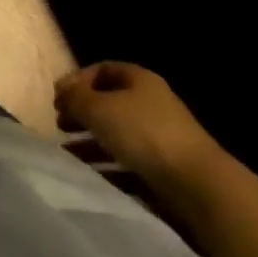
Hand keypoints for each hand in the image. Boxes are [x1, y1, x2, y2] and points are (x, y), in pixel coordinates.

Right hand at [55, 62, 224, 187]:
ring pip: (117, 135)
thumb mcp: (98, 108)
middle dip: (82, 113)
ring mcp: (161, 139)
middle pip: (108, 103)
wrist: (199, 186)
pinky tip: (90, 175)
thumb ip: (74, 98)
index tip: (58, 97)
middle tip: (60, 125)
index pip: (102, 70)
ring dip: (90, 143)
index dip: (77, 81)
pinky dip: (108, 167)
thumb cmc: (143, 133)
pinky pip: (129, 163)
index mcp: (139, 80)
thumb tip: (63, 94)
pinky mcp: (165, 170)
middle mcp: (151, 104)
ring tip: (68, 154)